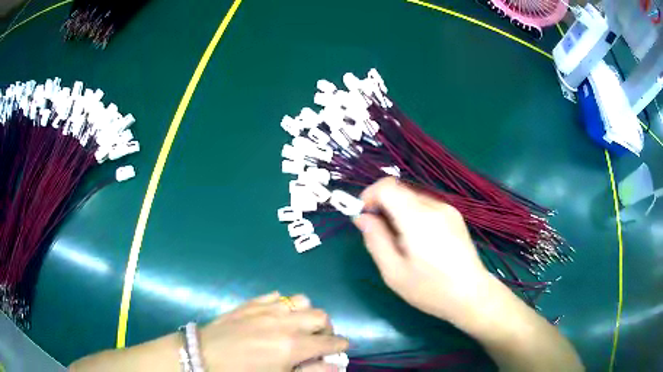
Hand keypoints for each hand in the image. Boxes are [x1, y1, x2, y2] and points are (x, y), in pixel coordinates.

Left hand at [200, 292, 347, 371]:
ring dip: (307, 314)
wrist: (204, 356)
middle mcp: (286, 322)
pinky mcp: (252, 302)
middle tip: (319, 340)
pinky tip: (277, 316)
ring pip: (302, 301)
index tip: (340, 349)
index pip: (331, 342)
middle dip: (327, 329)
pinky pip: (277, 296)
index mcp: (294, 345)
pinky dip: (285, 305)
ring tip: (299, 326)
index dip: (340, 346)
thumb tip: (334, 365)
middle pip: (321, 317)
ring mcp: (267, 308)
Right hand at [354, 177, 491, 322]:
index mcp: (418, 218)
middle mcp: (434, 206)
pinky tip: (418, 241)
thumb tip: (362, 217)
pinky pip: (426, 206)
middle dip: (383, 206)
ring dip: (398, 212)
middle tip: (380, 235)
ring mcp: (448, 209)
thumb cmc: (430, 289)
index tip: (364, 216)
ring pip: (412, 198)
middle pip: (400, 191)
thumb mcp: (393, 272)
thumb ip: (375, 239)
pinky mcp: (455, 216)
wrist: (471, 295)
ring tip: (400, 243)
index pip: (388, 186)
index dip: (370, 195)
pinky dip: (413, 215)